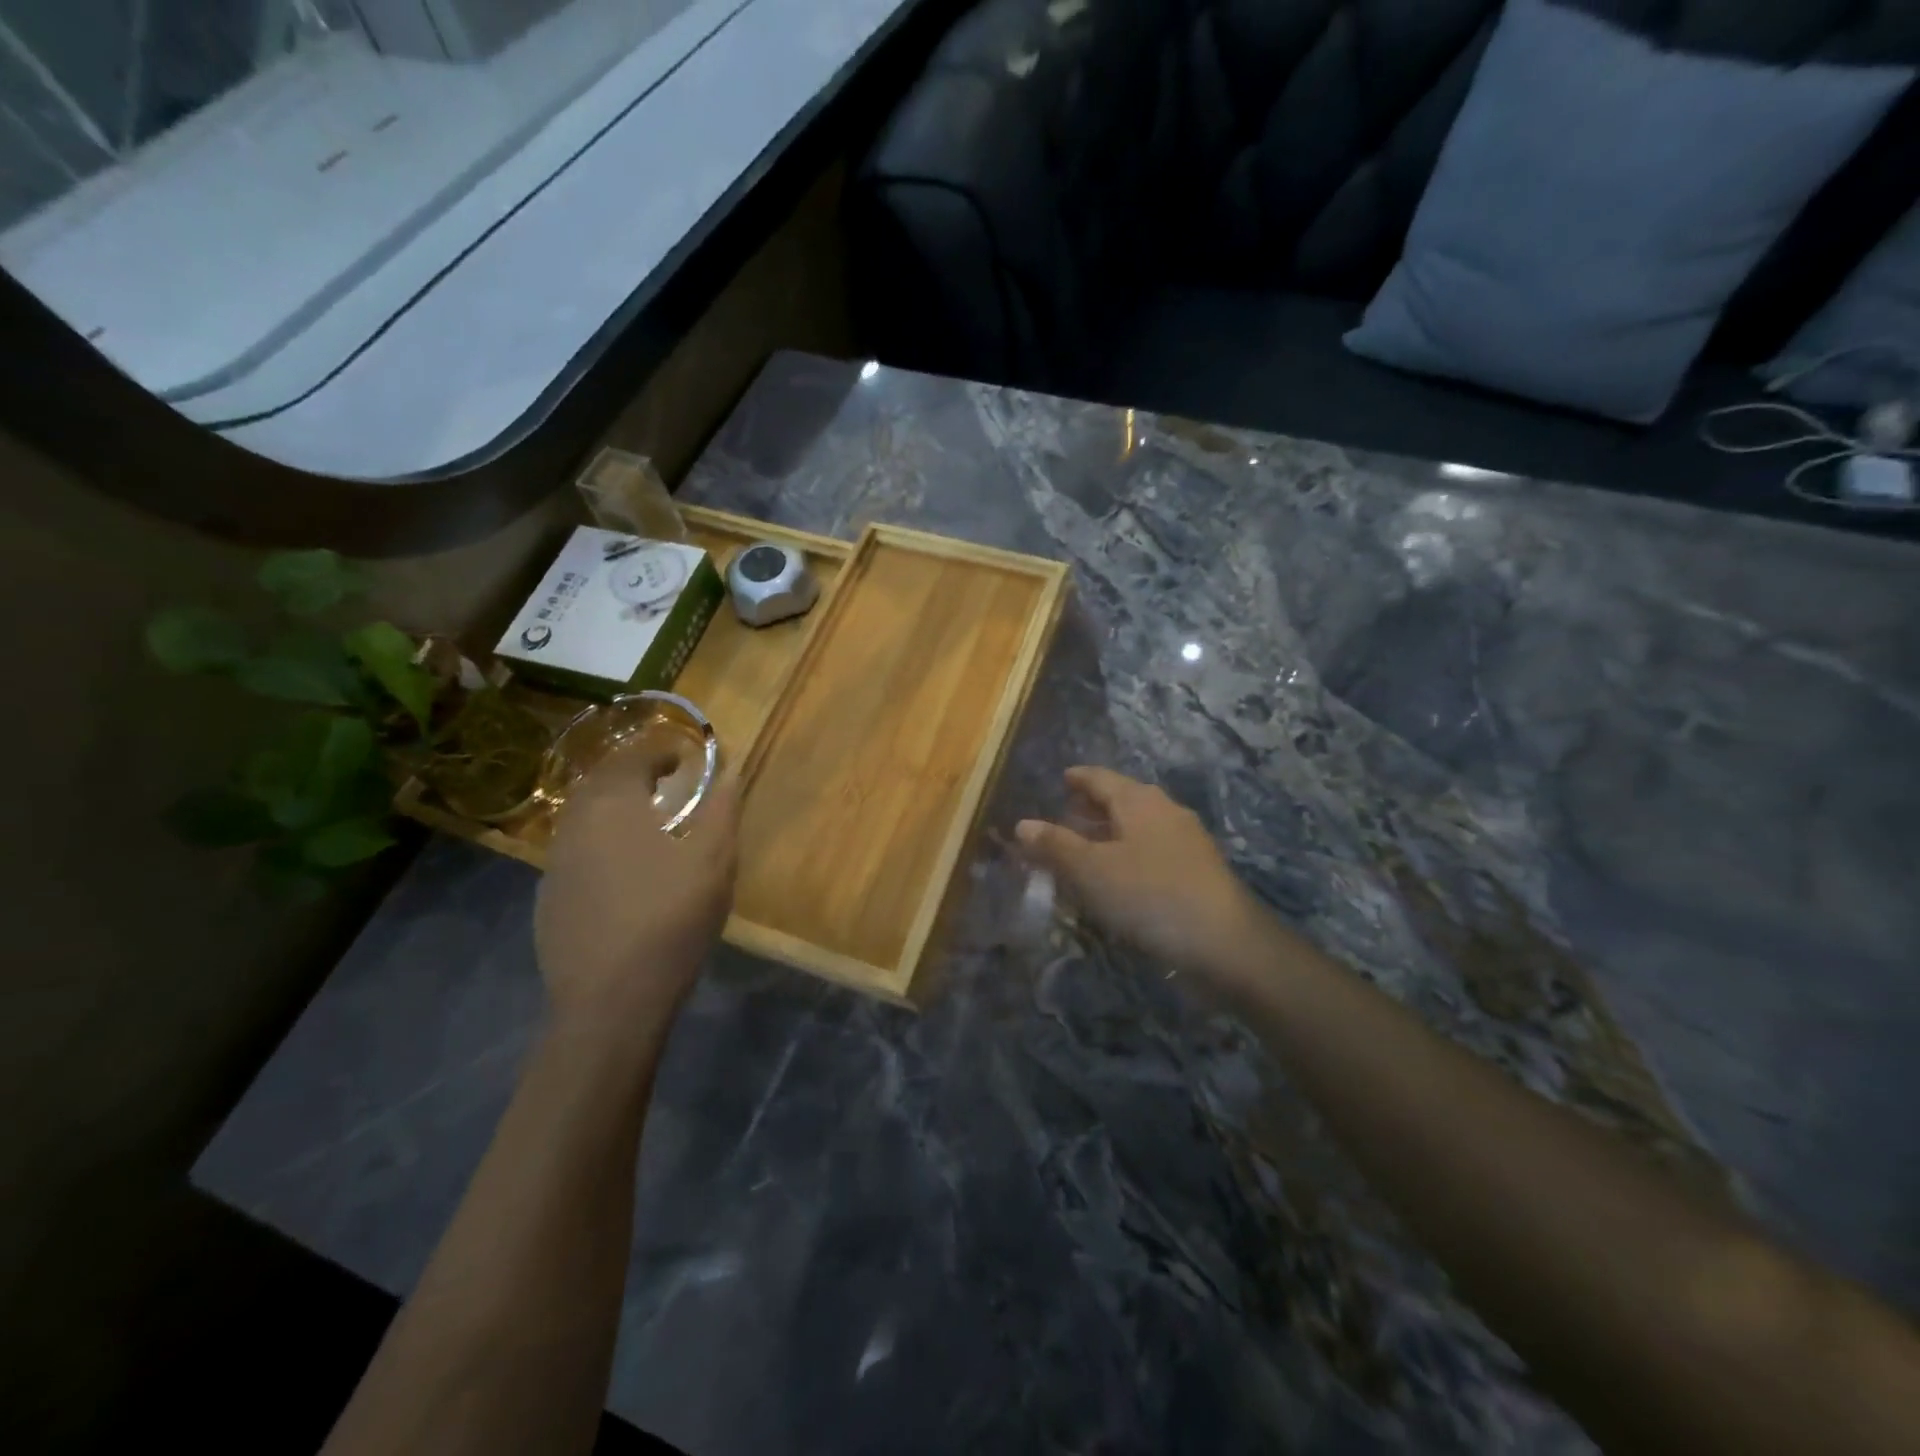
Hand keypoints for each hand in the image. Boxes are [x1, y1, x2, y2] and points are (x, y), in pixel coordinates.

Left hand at [534, 742, 738, 1034]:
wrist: (609, 1002)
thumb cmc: (669, 920)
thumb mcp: (713, 863)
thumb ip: (721, 811)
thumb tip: (728, 773)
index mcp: (614, 806)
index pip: (632, 757)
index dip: (660, 750)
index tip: (685, 757)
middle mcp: (575, 825)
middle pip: (600, 782)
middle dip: (633, 774)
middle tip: (666, 782)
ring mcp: (555, 863)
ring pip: (583, 817)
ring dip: (613, 808)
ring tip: (647, 823)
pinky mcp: (548, 898)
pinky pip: (575, 852)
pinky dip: (600, 843)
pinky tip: (623, 871)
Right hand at [1017, 767, 1268, 977]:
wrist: (1226, 945)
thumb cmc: (1150, 896)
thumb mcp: (1091, 871)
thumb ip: (1055, 846)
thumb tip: (1022, 824)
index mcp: (1139, 801)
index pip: (1100, 778)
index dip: (1078, 778)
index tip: (1062, 779)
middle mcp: (1165, 812)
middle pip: (1122, 801)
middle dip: (1092, 808)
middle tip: (1065, 817)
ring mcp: (1186, 842)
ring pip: (1138, 829)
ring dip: (1109, 836)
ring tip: (1083, 851)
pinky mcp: (1196, 873)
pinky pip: (1152, 853)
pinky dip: (1127, 858)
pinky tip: (1116, 881)